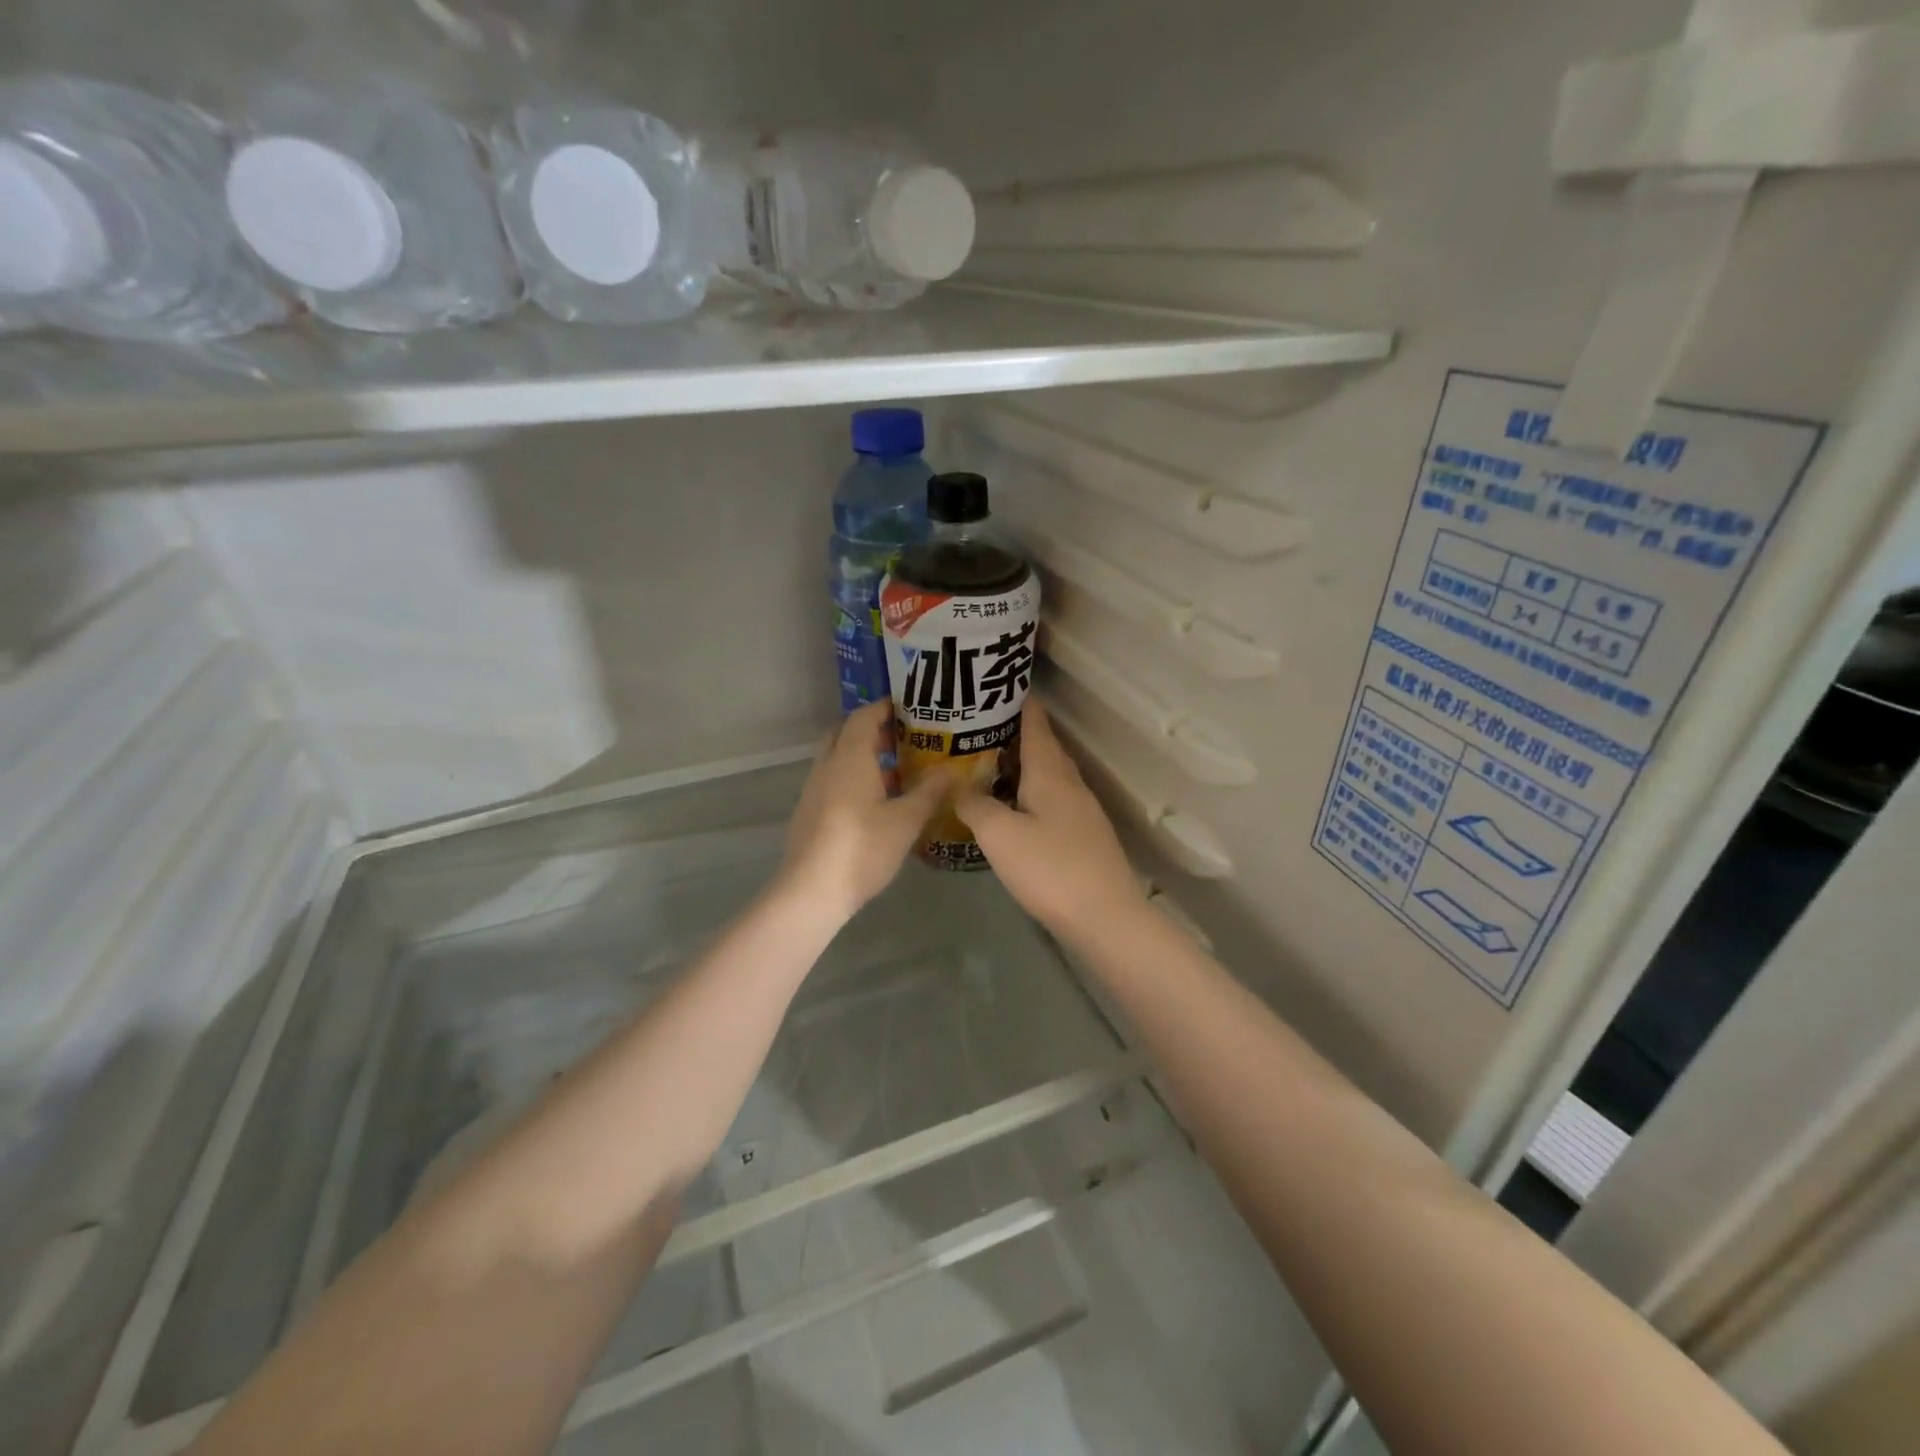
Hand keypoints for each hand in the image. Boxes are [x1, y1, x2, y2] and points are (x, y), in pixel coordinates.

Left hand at [778, 702, 945, 921]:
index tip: (910, 706)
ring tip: (897, 769)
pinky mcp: (809, 812)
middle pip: (845, 733)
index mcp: (849, 758)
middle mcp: (827, 766)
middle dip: (872, 729)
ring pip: (837, 758)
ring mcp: (814, 790)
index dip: (885, 707)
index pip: (863, 716)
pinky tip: (876, 801)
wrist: (811, 891)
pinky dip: (853, 777)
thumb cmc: (862, 848)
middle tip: (904, 736)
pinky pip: (833, 780)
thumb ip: (930, 792)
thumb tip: (953, 770)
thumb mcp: (906, 821)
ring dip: (863, 755)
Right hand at [955, 700, 1148, 946]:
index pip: (1035, 721)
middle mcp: (1070, 782)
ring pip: (1048, 773)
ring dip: (1021, 763)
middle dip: (1013, 731)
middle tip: (976, 727)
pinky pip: (1052, 798)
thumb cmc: (1050, 868)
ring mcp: (1081, 809)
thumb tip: (958, 784)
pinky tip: (1012, 806)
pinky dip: (1029, 791)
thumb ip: (975, 805)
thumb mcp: (1000, 835)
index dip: (1017, 701)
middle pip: (1043, 745)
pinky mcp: (1083, 834)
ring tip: (986, 762)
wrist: (1105, 917)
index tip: (992, 686)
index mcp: (1050, 772)